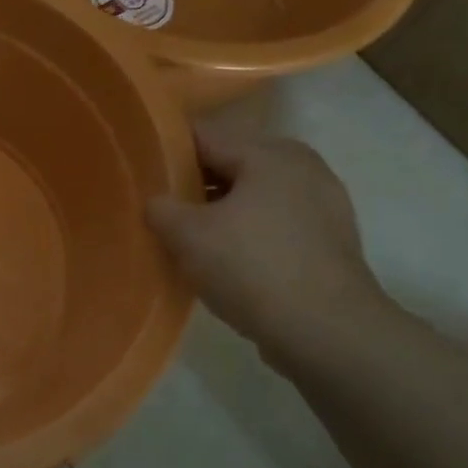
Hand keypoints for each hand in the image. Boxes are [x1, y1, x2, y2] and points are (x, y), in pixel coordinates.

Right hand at [146, 116, 385, 350]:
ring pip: (253, 196)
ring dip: (219, 212)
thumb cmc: (253, 268)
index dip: (165, 151)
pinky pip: (274, 224)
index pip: (203, 135)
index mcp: (270, 153)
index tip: (138, 172)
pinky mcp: (329, 241)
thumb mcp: (188, 236)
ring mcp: (322, 205)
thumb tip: (156, 203)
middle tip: (158, 209)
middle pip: (230, 164)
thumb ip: (161, 209)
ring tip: (186, 238)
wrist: (327, 332)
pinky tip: (225, 261)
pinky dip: (247, 234)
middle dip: (193, 185)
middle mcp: (302, 167)